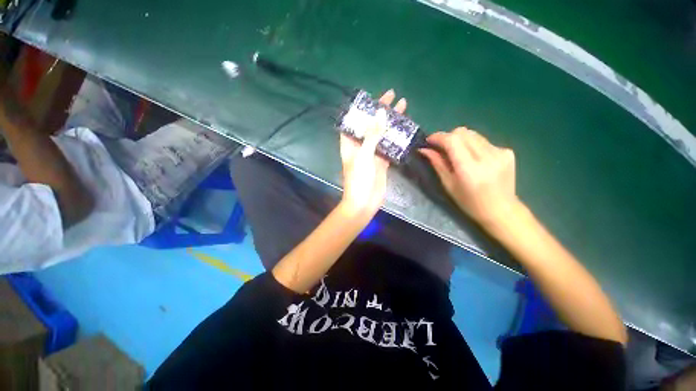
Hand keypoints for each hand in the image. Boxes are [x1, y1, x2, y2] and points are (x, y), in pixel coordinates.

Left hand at [339, 89, 406, 216]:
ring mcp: (372, 153)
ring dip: (391, 123)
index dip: (362, 109)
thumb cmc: (358, 179)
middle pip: (370, 125)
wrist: (364, 202)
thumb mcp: (363, 155)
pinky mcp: (382, 161)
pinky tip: (404, 129)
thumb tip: (381, 114)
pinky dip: (396, 138)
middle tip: (393, 96)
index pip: (354, 121)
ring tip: (403, 108)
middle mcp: (360, 146)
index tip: (373, 97)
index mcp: (350, 143)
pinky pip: (389, 146)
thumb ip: (372, 135)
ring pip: (382, 134)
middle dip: (380, 111)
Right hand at [419, 127, 519, 226]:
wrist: (501, 210)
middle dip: (448, 137)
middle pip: (463, 132)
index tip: (429, 140)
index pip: (453, 140)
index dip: (438, 137)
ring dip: (460, 140)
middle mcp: (487, 156)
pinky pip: (483, 141)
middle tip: (441, 148)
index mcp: (469, 169)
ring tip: (457, 154)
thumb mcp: (448, 185)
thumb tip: (424, 149)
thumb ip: (437, 164)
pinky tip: (474, 159)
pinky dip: (473, 146)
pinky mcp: (507, 151)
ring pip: (473, 134)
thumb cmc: (469, 202)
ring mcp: (500, 152)